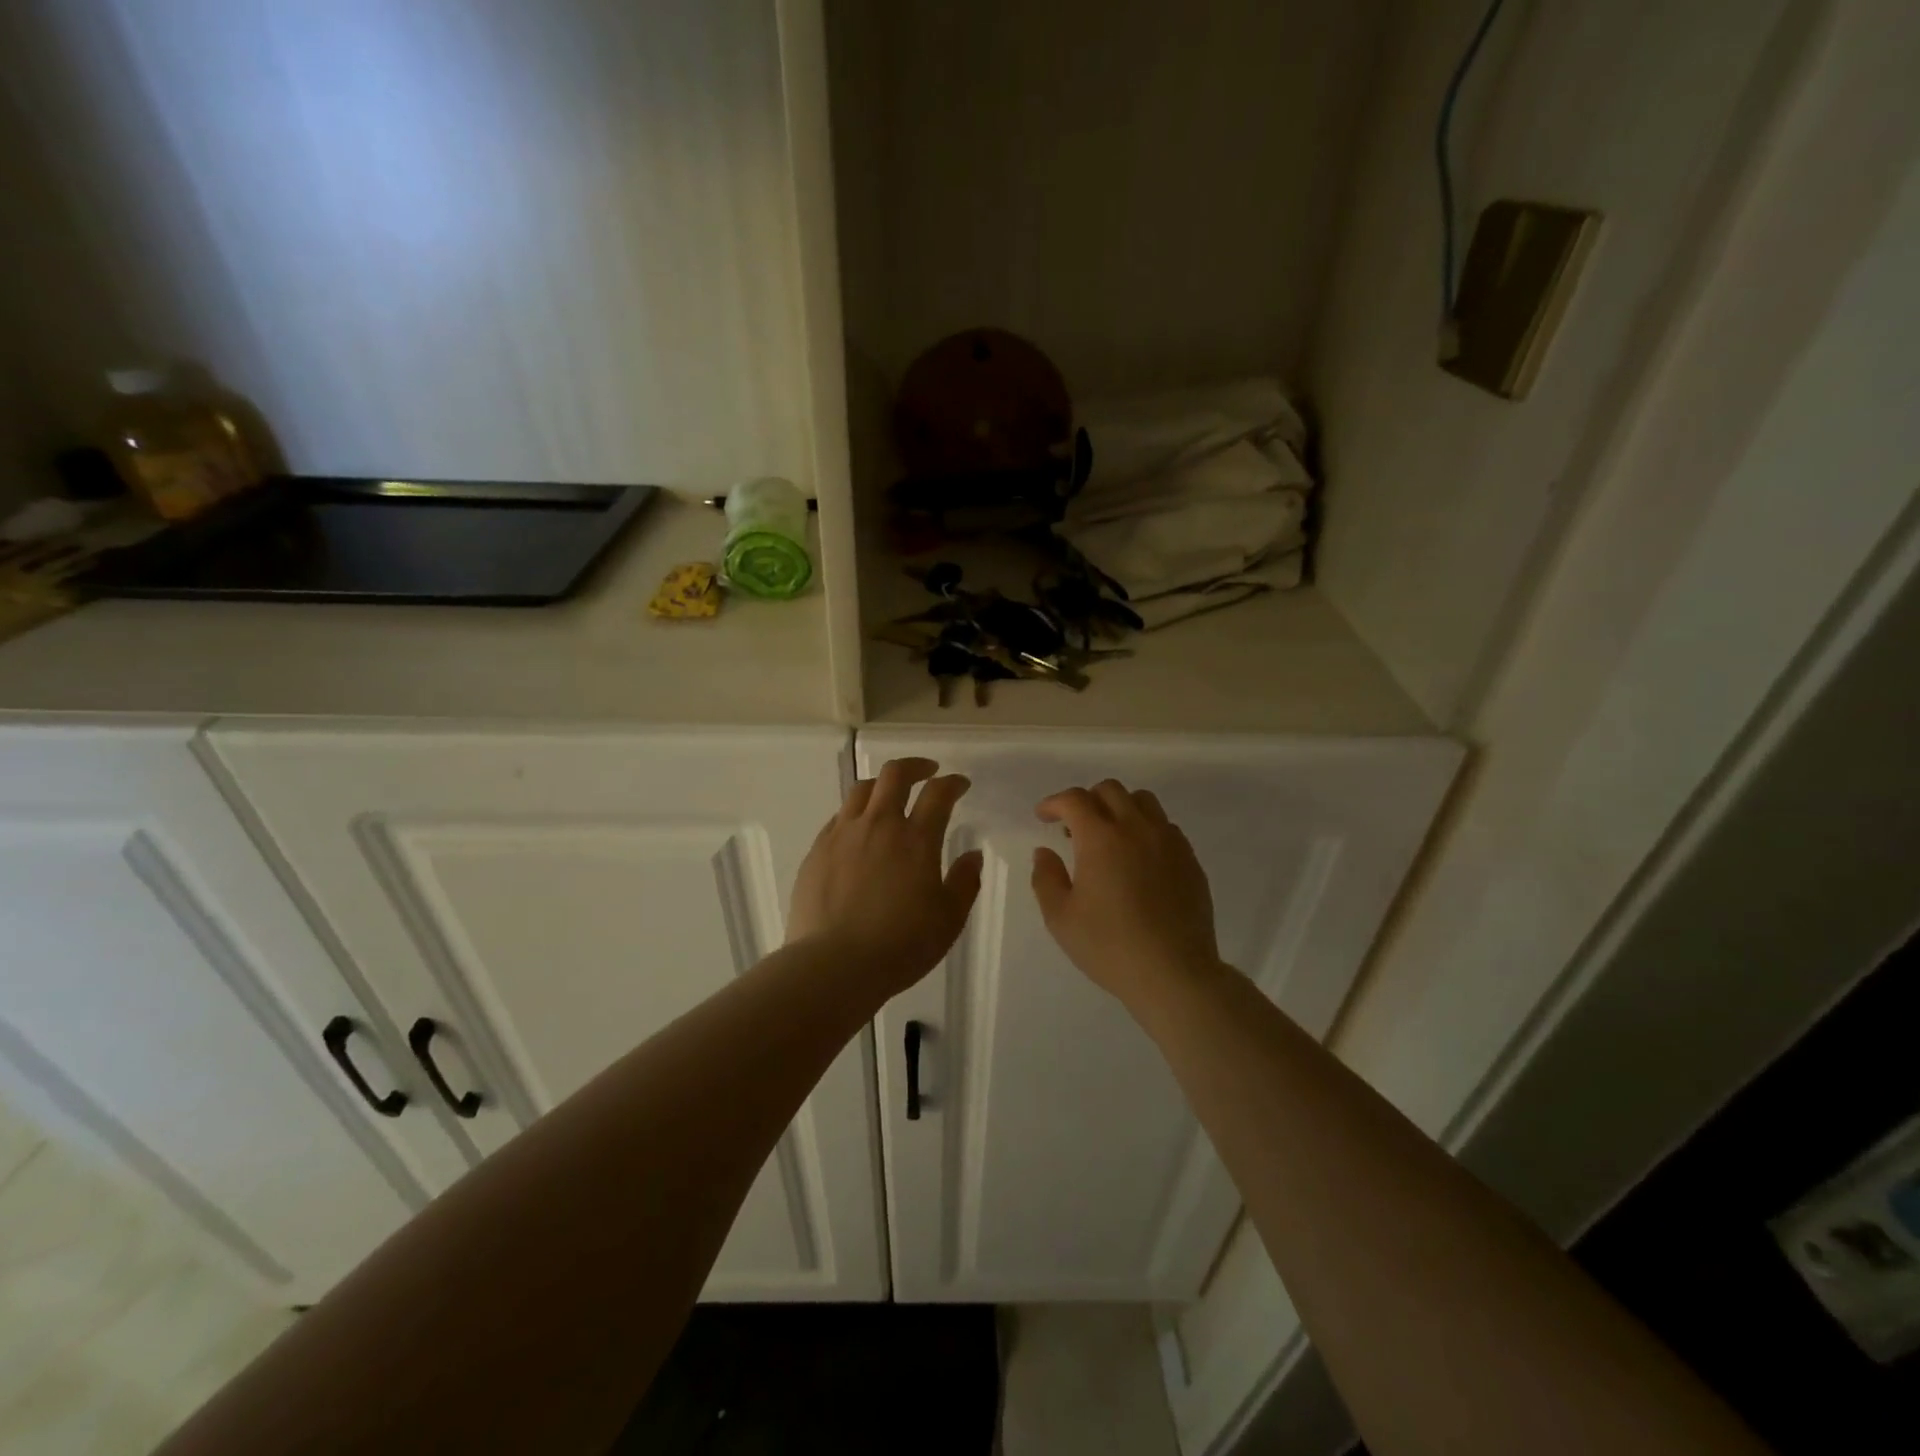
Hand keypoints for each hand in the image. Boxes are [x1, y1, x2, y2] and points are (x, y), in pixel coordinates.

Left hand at [788, 758, 983, 995]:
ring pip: (861, 790)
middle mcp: (878, 825)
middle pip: (895, 775)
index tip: (960, 784)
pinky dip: (855, 813)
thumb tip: (972, 855)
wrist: (834, 965)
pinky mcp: (817, 850)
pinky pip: (838, 817)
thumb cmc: (900, 945)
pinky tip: (859, 831)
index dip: (952, 783)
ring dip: (882, 785)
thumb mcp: (949, 919)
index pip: (938, 794)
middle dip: (915, 767)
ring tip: (891, 797)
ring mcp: (843, 835)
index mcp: (916, 839)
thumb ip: (964, 882)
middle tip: (927, 773)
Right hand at [1031, 780, 1223, 1006]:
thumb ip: (1046, 878)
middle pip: (1110, 790)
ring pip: (1143, 801)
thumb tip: (1045, 852)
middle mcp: (1137, 828)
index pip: (1074, 799)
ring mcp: (1169, 841)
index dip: (1054, 803)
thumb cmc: (1110, 946)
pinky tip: (1138, 859)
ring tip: (1109, 837)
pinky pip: (1165, 826)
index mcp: (1101, 838)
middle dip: (1086, 800)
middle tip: (1074, 829)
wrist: (1174, 973)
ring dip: (1119, 808)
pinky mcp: (1190, 859)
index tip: (1043, 817)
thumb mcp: (1061, 918)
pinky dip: (1145, 829)